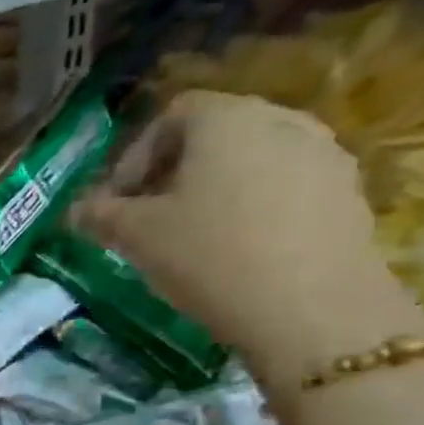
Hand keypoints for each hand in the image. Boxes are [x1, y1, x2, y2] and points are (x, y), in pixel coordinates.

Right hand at [72, 90, 423, 394]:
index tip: (117, 203)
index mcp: (226, 119)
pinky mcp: (347, 192)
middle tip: (148, 219)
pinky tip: (239, 250)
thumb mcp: (136, 236)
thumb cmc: (210, 256)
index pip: (169, 116)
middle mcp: (281, 119)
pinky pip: (285, 186)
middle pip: (213, 134)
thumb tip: (76, 210)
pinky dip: (254, 207)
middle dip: (172, 173)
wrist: (311, 308)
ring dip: (215, 189)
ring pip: (250, 160)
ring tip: (193, 237)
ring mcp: (323, 153)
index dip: (133, 158)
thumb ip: (100, 215)